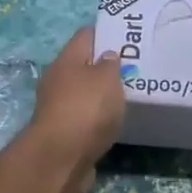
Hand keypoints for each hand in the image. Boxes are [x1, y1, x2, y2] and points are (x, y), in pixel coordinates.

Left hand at [27, 25, 124, 192]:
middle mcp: (57, 81)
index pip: (85, 36)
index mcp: (66, 61)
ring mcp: (58, 108)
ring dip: (101, 94)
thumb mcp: (106, 79)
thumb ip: (110, 64)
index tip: (127, 36)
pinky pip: (85, 118)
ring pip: (84, 93)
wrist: (61, 159)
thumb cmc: (85, 109)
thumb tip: (107, 56)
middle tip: (133, 68)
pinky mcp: (63, 133)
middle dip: (105, 66)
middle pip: (83, 65)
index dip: (105, 33)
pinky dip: (98, 118)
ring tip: (129, 96)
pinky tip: (114, 122)